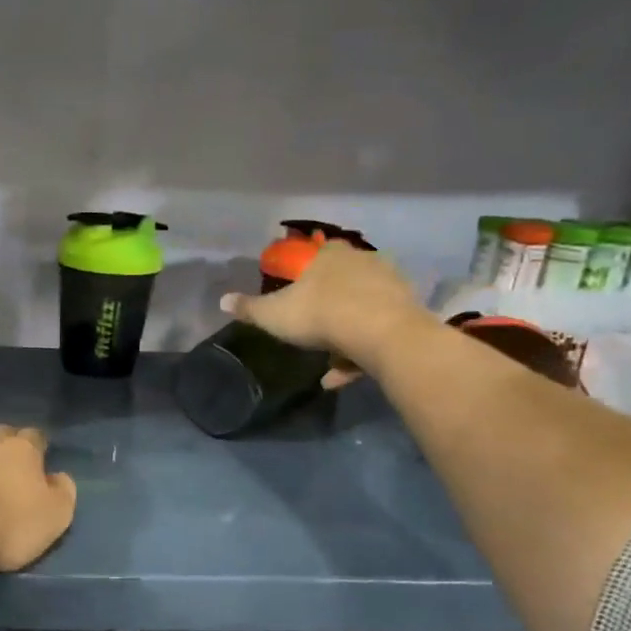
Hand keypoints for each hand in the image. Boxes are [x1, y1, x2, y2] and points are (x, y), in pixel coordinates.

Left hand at [0, 425, 76, 571]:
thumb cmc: (7, 523)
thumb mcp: (54, 516)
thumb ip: (63, 492)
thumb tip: (60, 477)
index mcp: (23, 448)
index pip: (35, 437)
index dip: (38, 450)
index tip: (38, 466)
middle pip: (1, 436)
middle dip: (6, 449)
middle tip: (9, 472)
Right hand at [219, 243, 428, 387]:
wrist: (382, 334)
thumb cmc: (320, 314)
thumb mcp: (273, 314)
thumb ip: (249, 308)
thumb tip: (222, 300)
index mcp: (330, 256)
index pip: (318, 253)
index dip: (307, 271)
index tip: (298, 292)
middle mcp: (363, 262)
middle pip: (343, 280)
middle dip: (328, 303)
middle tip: (312, 327)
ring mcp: (390, 286)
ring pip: (361, 308)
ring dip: (345, 333)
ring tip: (328, 363)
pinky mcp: (408, 312)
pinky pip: (378, 330)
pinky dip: (360, 352)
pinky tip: (341, 377)